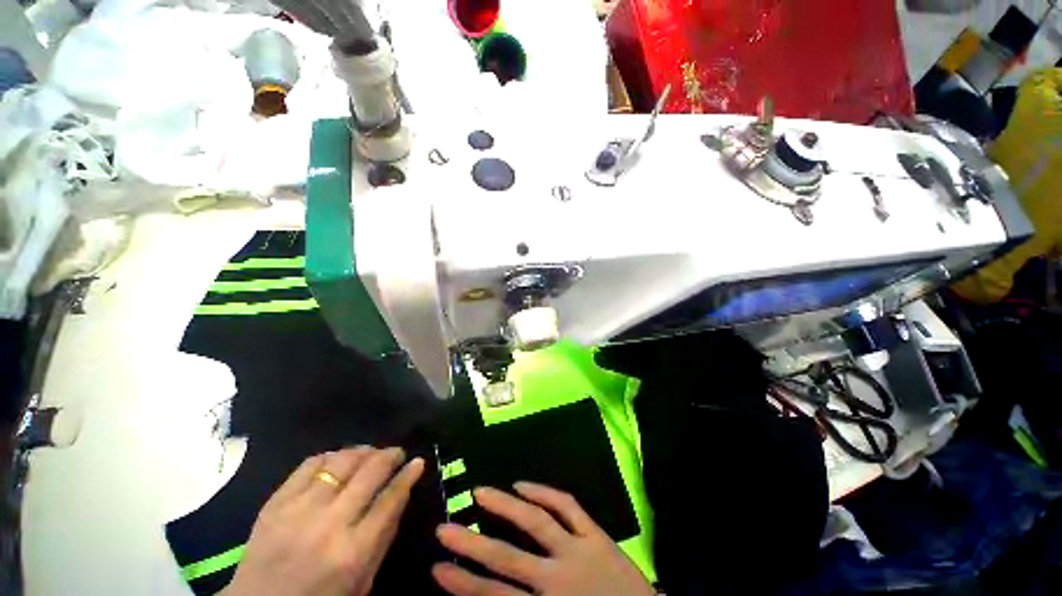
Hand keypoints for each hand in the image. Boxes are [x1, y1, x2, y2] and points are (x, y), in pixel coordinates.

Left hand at [221, 447, 424, 595]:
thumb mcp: (363, 581)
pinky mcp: (274, 504)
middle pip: (369, 473)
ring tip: (370, 452)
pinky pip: (308, 465)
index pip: (390, 499)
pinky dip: (330, 456)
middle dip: (389, 456)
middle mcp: (328, 526)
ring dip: (362, 451)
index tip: (418, 462)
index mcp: (353, 552)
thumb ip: (384, 537)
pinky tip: (338, 458)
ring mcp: (297, 512)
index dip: (408, 475)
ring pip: (340, 463)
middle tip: (397, 452)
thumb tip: (403, 493)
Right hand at [432, 483, 654, 595]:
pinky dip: (544, 492)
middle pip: (508, 558)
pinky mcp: (596, 534)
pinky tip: (523, 484)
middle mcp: (558, 578)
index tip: (438, 569)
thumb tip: (492, 593)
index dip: (464, 585)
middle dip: (472, 544)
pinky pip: (568, 506)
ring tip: (480, 491)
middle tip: (444, 528)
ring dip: (506, 505)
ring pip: (537, 522)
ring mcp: (579, 550)